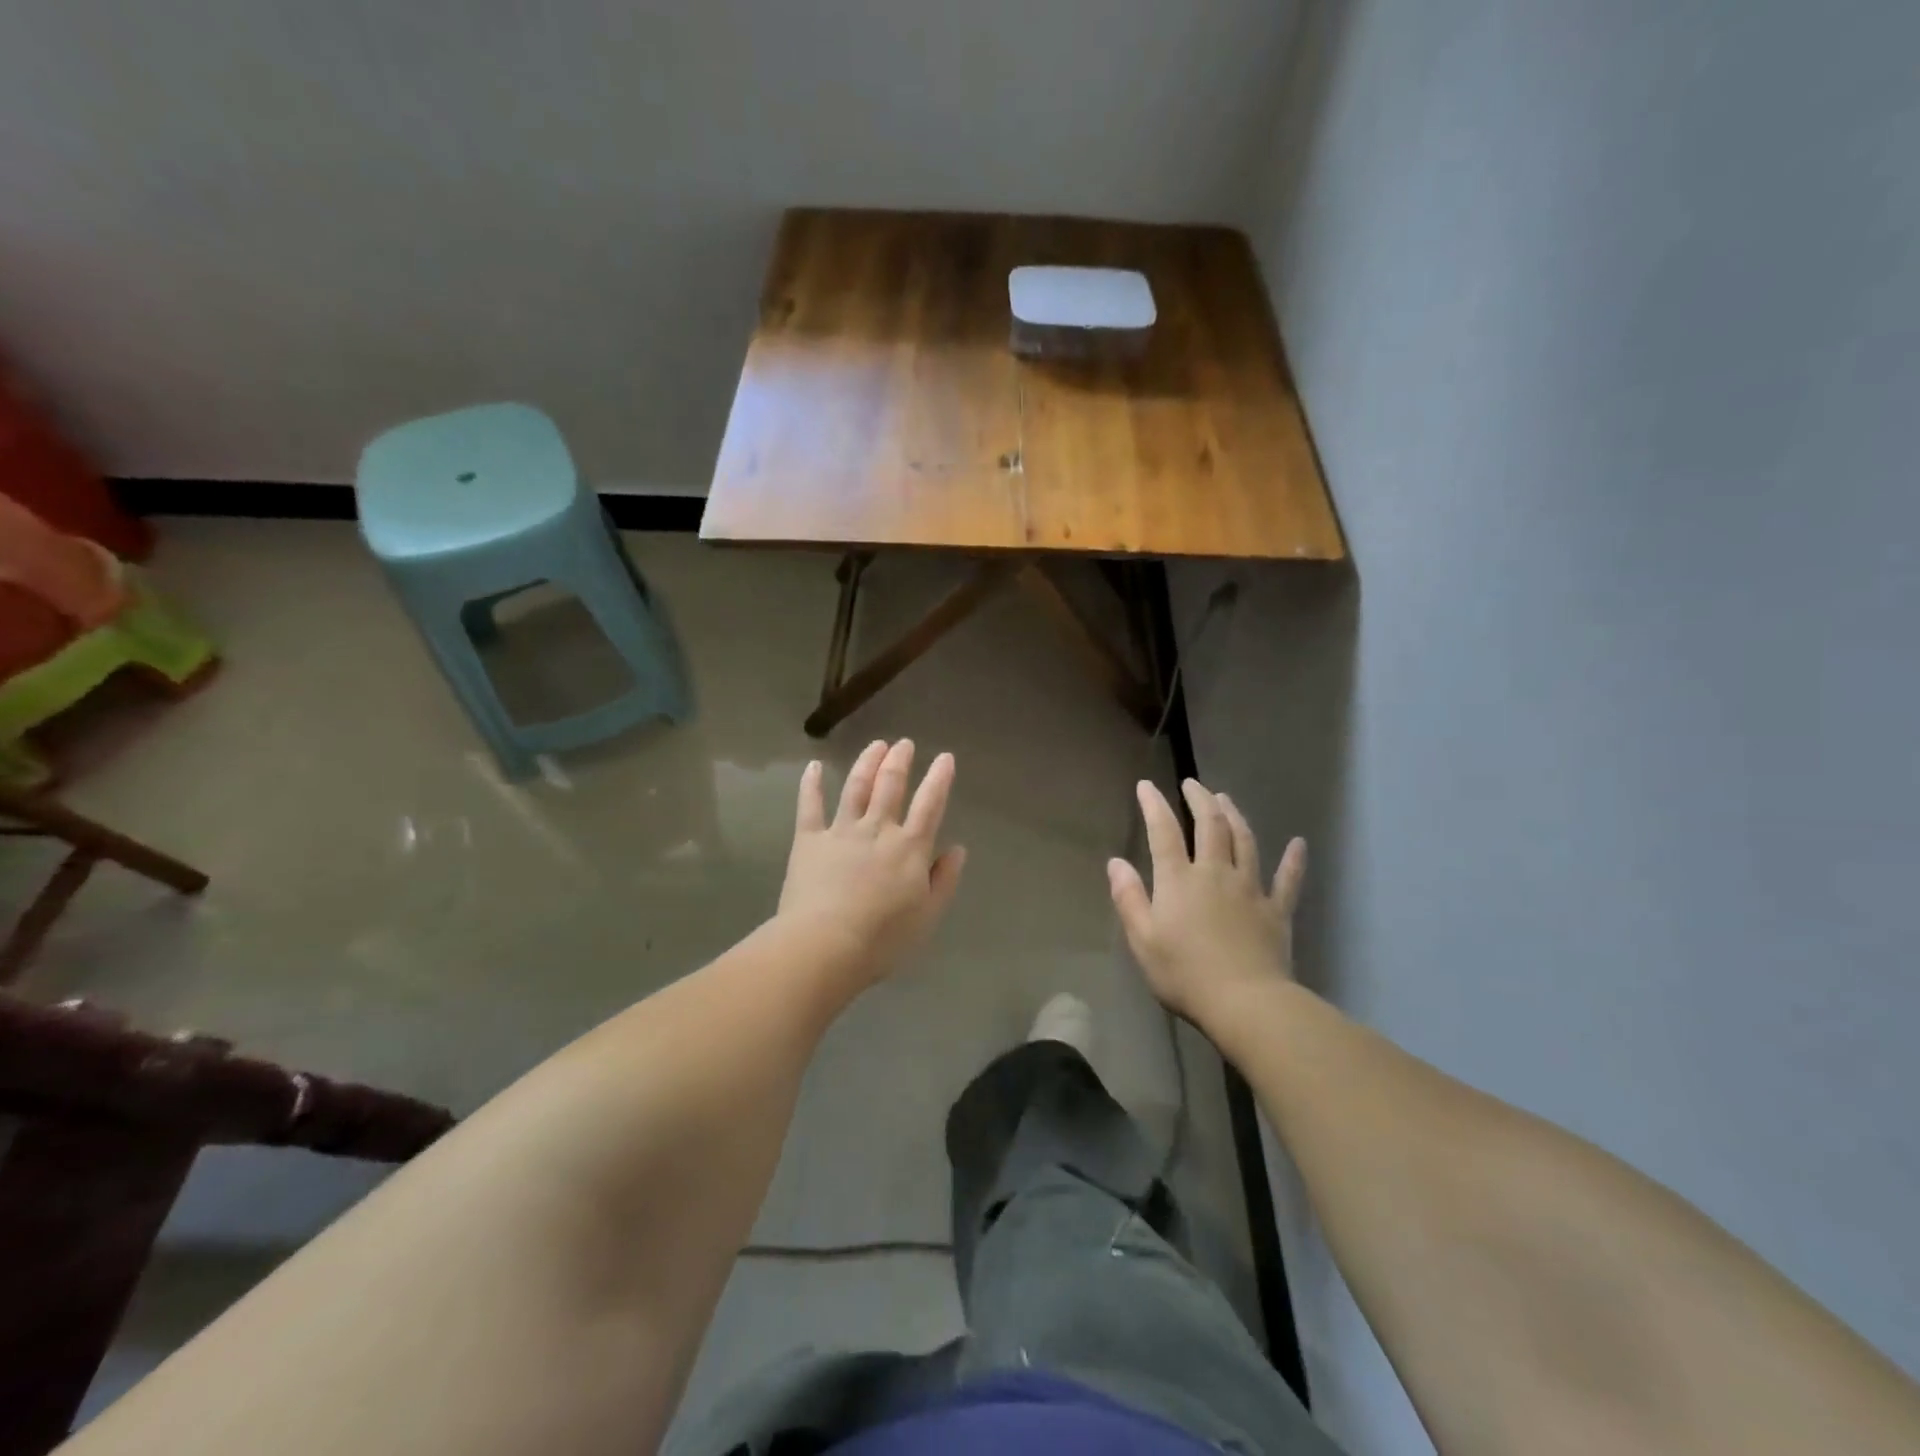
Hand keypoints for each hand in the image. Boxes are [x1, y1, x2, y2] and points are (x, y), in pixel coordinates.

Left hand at [777, 739, 965, 988]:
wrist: (825, 944)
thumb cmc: (883, 938)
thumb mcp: (927, 915)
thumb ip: (944, 879)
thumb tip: (957, 849)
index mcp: (909, 847)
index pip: (929, 804)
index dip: (939, 778)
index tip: (945, 757)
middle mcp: (878, 829)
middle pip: (890, 786)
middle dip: (899, 761)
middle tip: (904, 743)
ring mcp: (841, 831)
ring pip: (856, 787)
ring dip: (867, 762)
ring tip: (876, 745)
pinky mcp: (809, 840)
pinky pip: (810, 806)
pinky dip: (812, 784)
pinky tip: (814, 766)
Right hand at [1108, 778, 1305, 1026]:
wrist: (1246, 1003)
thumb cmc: (1185, 974)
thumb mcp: (1142, 939)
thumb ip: (1129, 898)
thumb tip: (1115, 862)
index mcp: (1179, 880)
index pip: (1164, 832)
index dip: (1154, 805)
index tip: (1146, 786)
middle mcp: (1216, 873)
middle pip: (1210, 826)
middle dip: (1200, 799)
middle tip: (1192, 784)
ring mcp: (1250, 889)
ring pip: (1245, 841)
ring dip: (1234, 815)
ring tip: (1225, 798)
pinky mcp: (1276, 910)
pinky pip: (1288, 880)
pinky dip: (1294, 860)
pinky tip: (1299, 844)